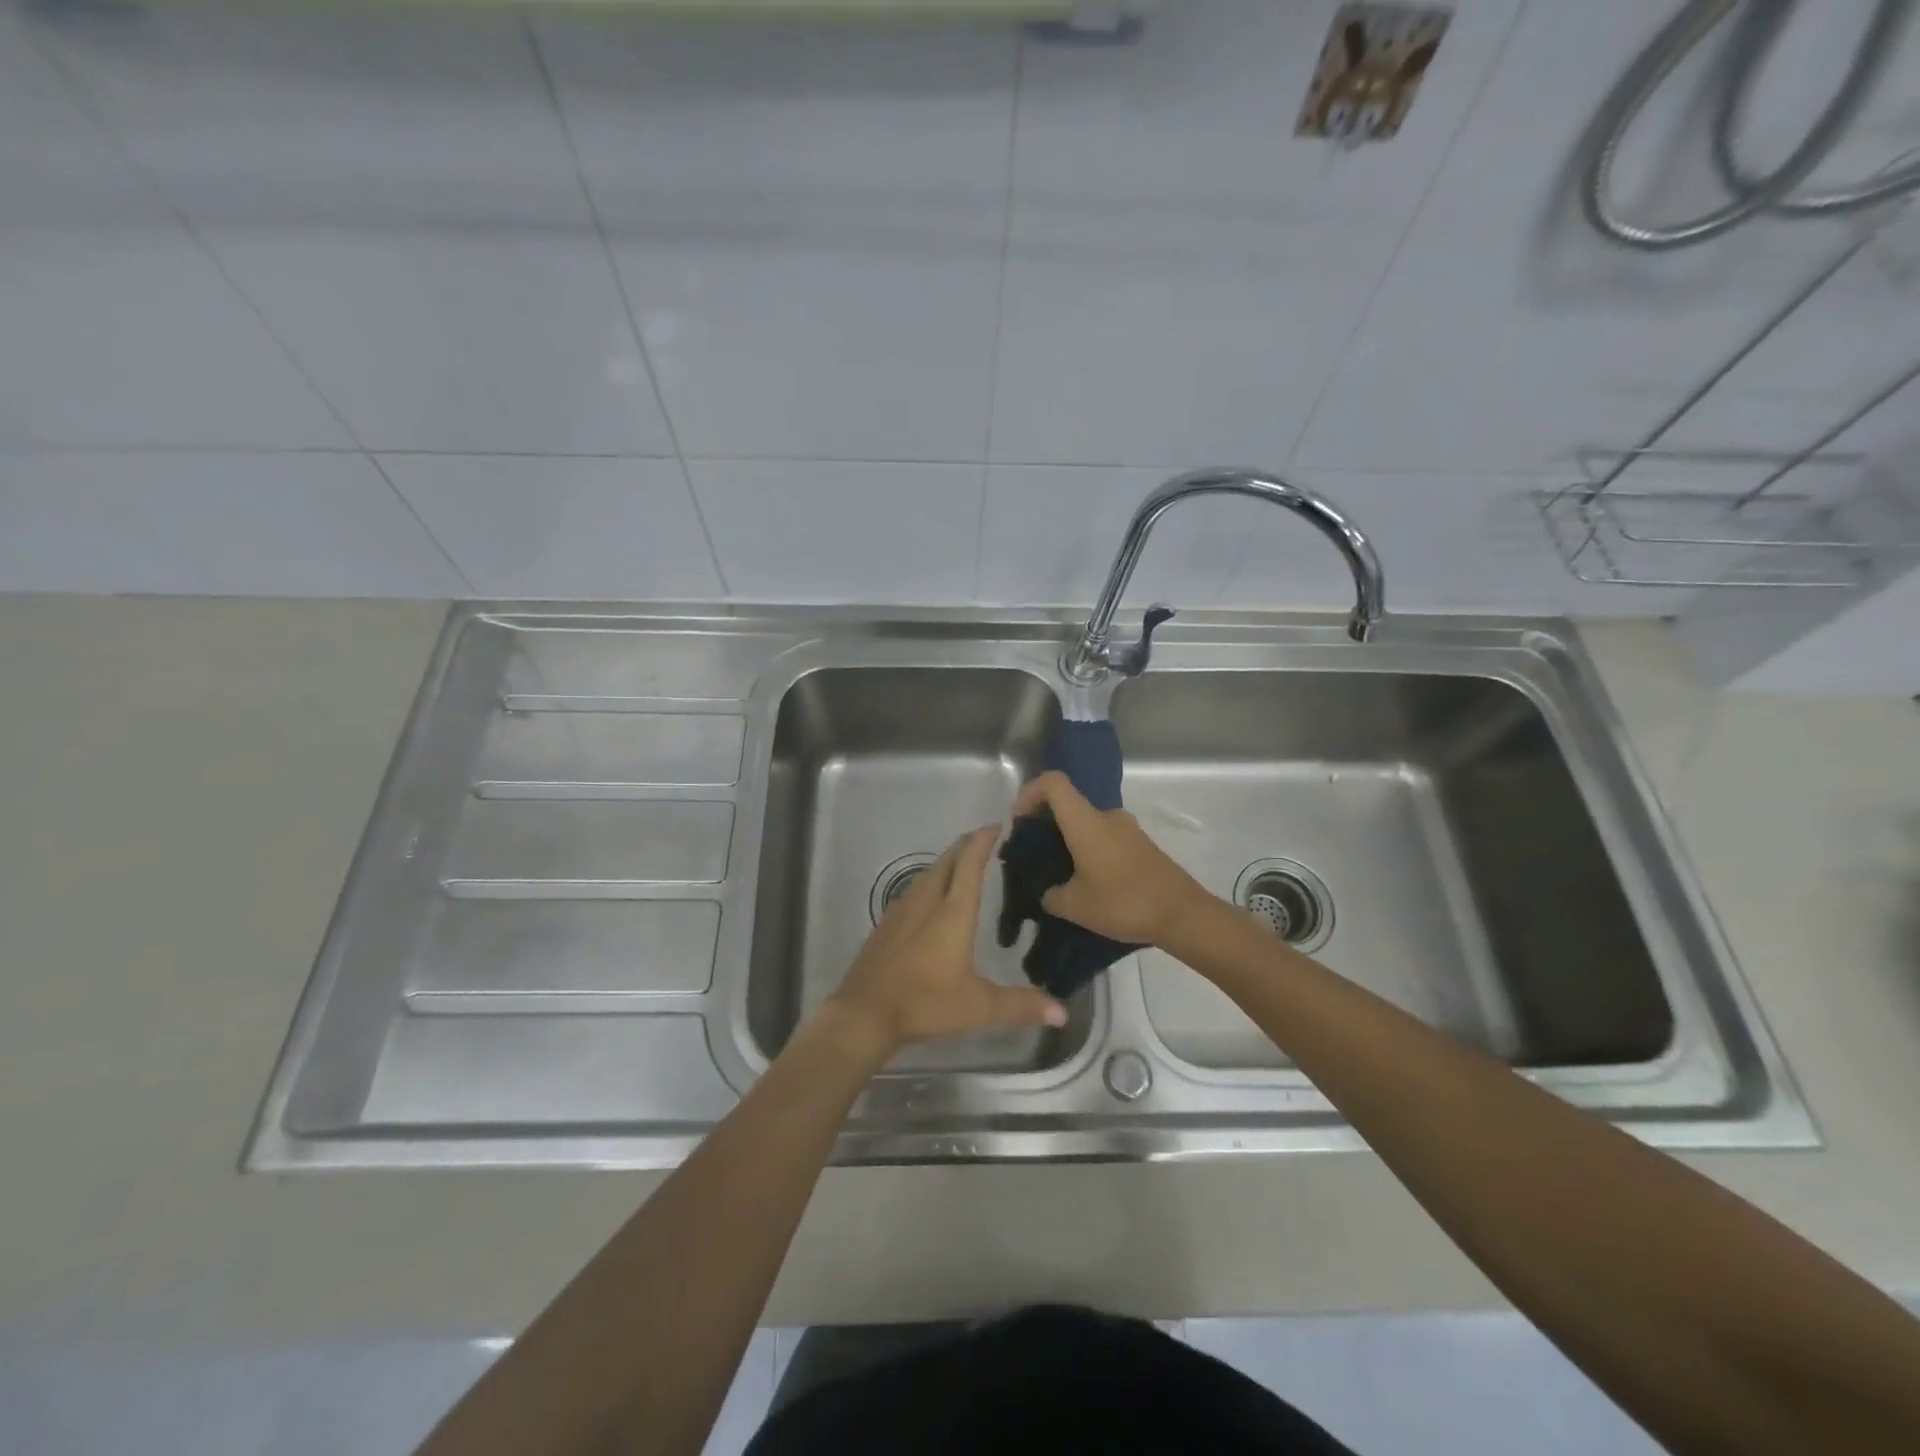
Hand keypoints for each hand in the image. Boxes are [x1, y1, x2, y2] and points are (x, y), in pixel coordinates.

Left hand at [830, 826, 1067, 1055]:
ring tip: (960, 863)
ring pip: (927, 874)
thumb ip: (1021, 1006)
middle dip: (965, 846)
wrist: (864, 1014)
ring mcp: (901, 911)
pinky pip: (912, 890)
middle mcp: (927, 902)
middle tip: (983, 839)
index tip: (996, 825)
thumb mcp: (980, 1008)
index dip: (982, 842)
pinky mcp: (886, 925)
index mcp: (953, 912)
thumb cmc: (925, 1003)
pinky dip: (928, 882)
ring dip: (945, 862)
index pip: (969, 864)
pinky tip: (929, 897)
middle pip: (947, 862)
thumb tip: (1063, 1013)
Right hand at [1011, 771, 1211, 946]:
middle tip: (1036, 857)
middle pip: (1068, 804)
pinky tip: (1090, 884)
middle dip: (1046, 824)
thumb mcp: (1075, 906)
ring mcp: (1127, 829)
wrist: (1182, 914)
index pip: (1052, 782)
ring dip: (1070, 841)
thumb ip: (1051, 895)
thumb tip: (1048, 893)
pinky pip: (1106, 838)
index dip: (1029, 793)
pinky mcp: (1141, 845)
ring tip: (1062, 876)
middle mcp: (1106, 816)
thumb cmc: (1123, 902)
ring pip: (1088, 824)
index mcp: (1085, 821)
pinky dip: (1090, 851)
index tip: (1020, 822)